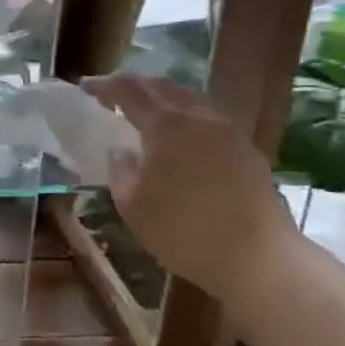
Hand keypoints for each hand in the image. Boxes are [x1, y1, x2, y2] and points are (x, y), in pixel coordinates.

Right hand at [82, 75, 302, 305]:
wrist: (260, 260)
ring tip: (143, 111)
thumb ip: (120, 170)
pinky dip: (185, 116)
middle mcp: (198, 118)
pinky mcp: (247, 151)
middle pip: (161, 86)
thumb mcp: (132, 204)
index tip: (84, 87)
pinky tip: (177, 136)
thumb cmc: (184, 231)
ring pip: (189, 99)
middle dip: (133, 85)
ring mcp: (228, 132)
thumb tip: (121, 153)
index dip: (103, 85)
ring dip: (161, 98)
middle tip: (110, 94)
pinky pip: (208, 118)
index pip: (127, 90)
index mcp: (165, 125)